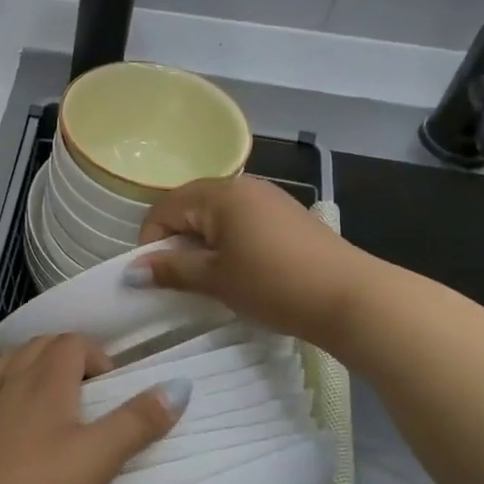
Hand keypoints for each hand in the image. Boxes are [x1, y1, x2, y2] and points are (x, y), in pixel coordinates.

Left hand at [0, 334, 189, 483]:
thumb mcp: (97, 460)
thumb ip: (137, 423)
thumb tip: (179, 385)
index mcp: (45, 381)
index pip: (71, 342)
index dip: (96, 354)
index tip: (111, 388)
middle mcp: (10, 380)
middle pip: (39, 346)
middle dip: (67, 356)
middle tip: (87, 393)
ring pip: (9, 362)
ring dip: (32, 366)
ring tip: (49, 398)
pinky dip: (3, 391)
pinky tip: (7, 420)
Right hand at [136, 176, 364, 338]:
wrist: (352, 298)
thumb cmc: (274, 284)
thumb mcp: (215, 279)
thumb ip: (171, 270)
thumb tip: (131, 272)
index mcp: (218, 193)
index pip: (164, 209)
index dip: (151, 242)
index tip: (156, 278)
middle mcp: (241, 186)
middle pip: (189, 206)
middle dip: (176, 241)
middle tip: (181, 279)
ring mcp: (268, 198)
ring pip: (216, 215)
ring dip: (203, 243)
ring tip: (211, 278)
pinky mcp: (287, 215)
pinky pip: (241, 221)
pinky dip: (229, 242)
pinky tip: (241, 271)